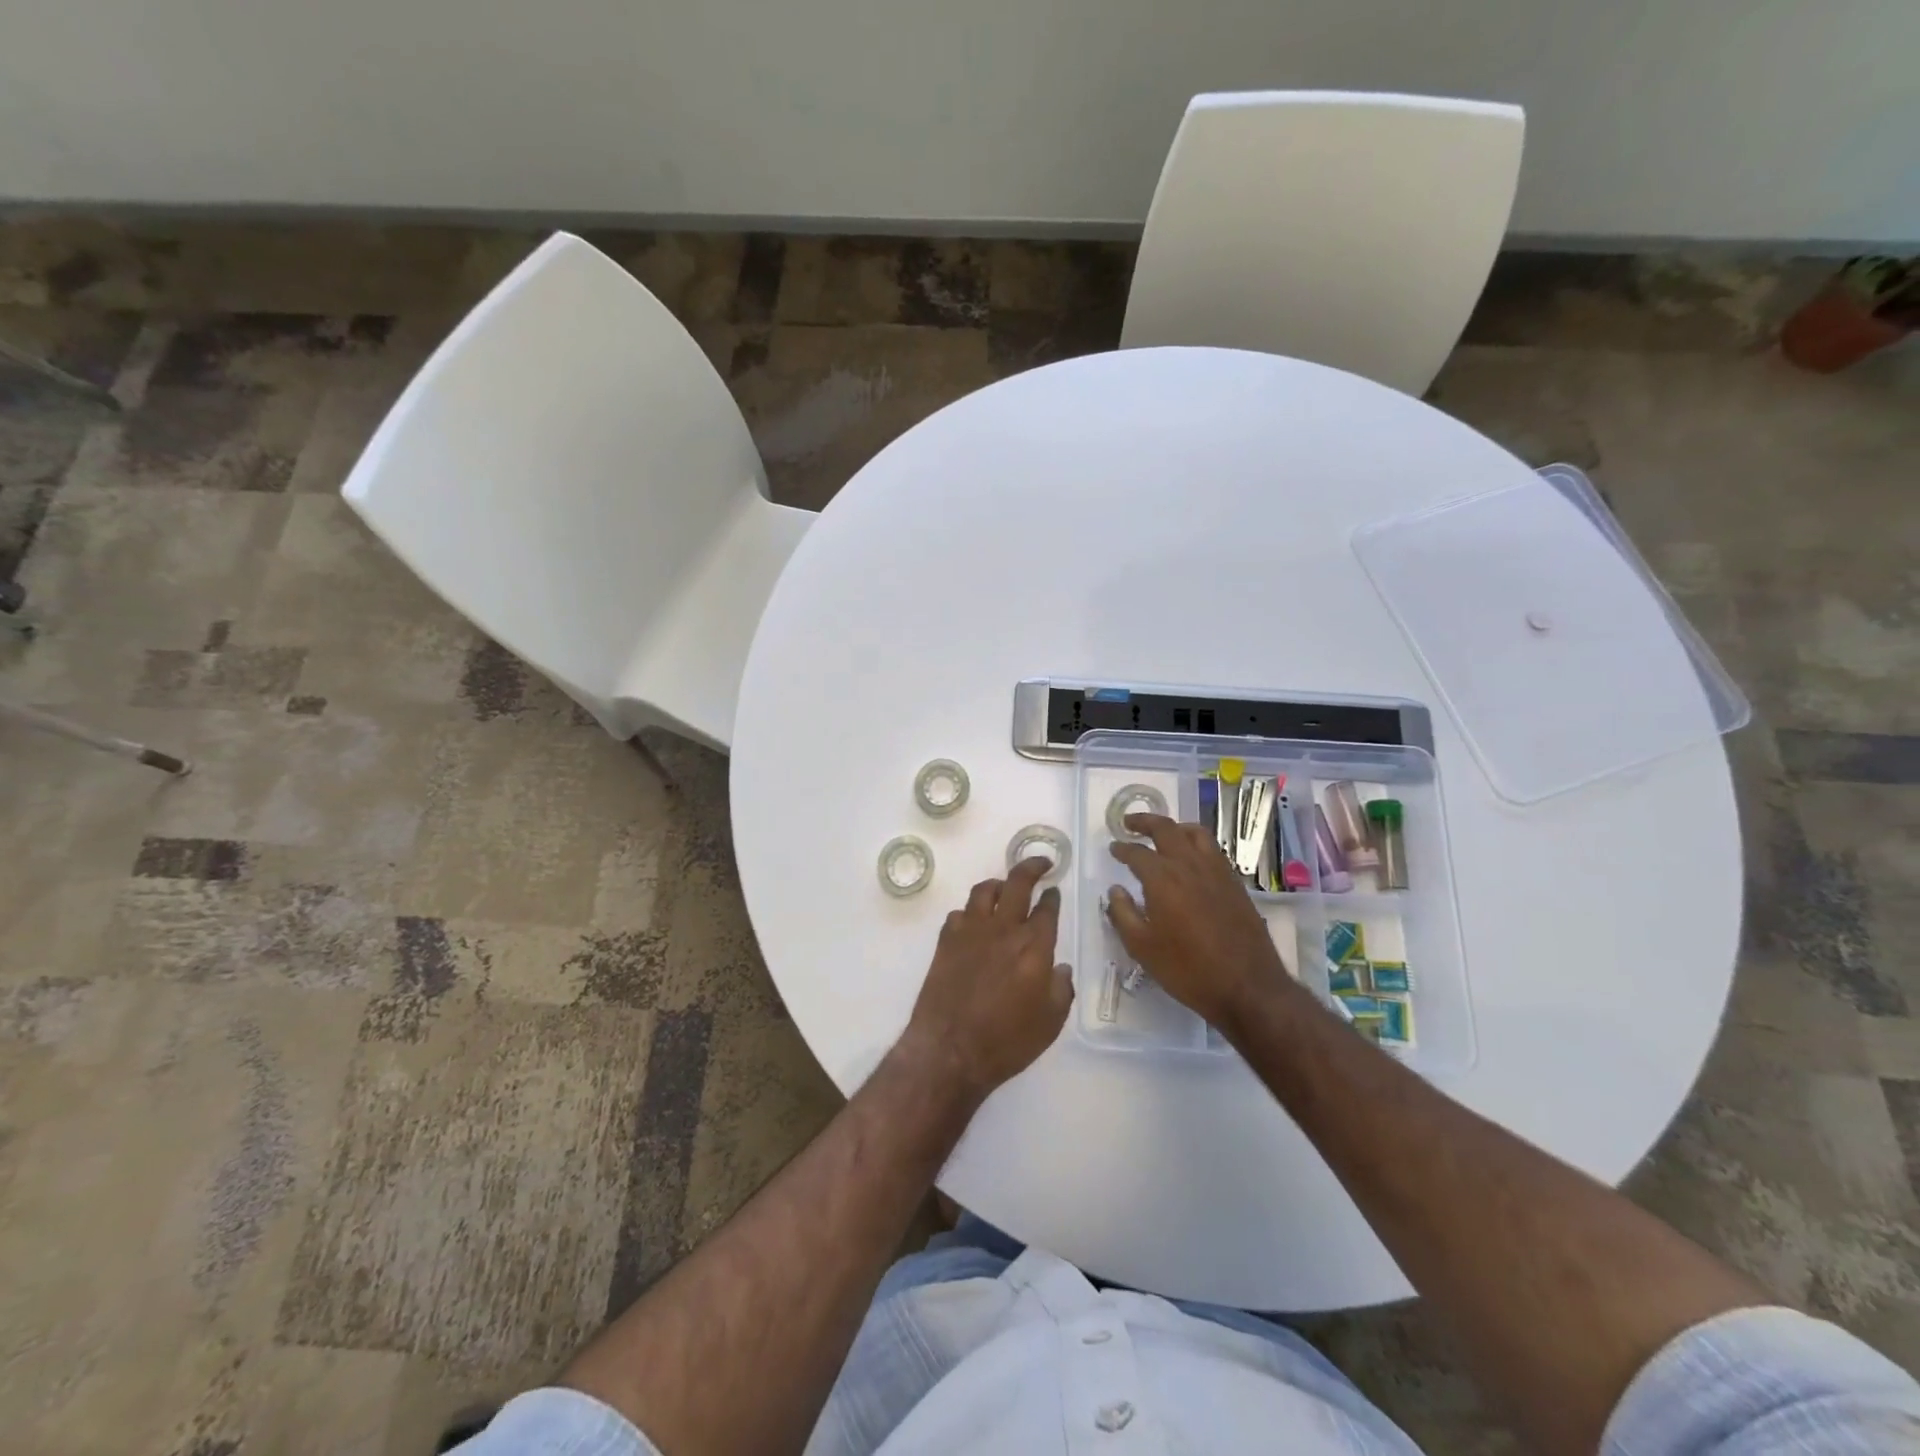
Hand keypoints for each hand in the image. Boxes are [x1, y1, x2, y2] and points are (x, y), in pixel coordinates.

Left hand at [901, 858, 1072, 1098]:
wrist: (950, 1050)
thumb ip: (1061, 989)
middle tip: (1040, 863)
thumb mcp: (1050, 1023)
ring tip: (1004, 887)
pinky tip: (974, 922)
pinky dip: (970, 912)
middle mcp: (1004, 929)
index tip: (1054, 889)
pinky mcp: (946, 940)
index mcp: (1034, 946)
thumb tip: (1060, 967)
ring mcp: (971, 931)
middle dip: (1032, 867)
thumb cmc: (1007, 1041)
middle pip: (1018, 883)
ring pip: (985, 890)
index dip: (1052, 896)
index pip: (1047, 908)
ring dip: (998, 884)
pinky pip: (960, 913)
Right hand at [1107, 814, 1296, 1033]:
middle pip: (1166, 829)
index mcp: (1162, 878)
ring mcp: (1217, 871)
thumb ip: (1123, 914)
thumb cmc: (1188, 969)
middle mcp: (1189, 865)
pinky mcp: (1235, 882)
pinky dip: (1196, 843)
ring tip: (1163, 833)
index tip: (1114, 847)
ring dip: (1174, 827)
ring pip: (1195, 833)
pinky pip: (1212, 849)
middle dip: (1144, 821)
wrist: (1247, 987)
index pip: (1137, 853)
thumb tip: (1115, 890)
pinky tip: (1192, 858)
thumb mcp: (1142, 948)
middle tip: (1129, 823)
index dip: (1122, 848)